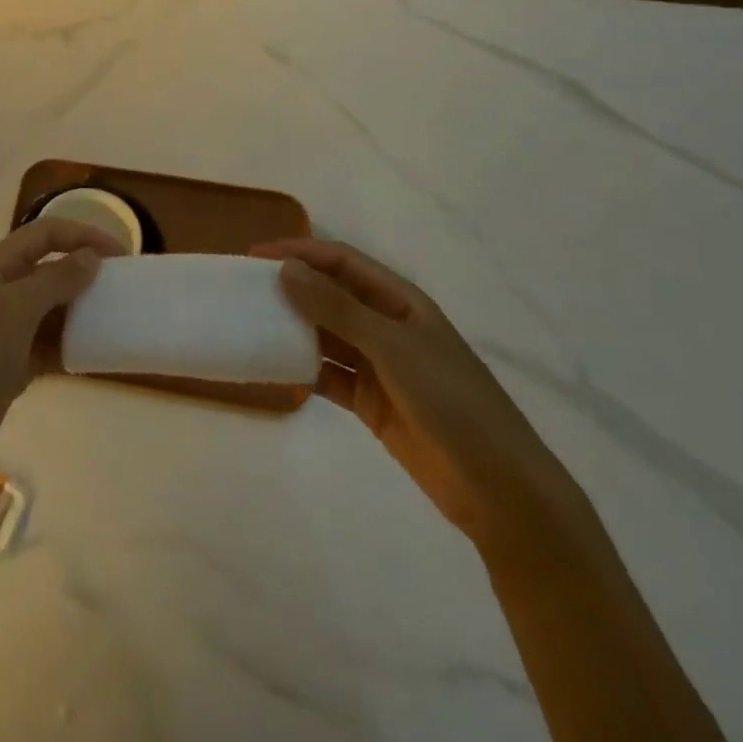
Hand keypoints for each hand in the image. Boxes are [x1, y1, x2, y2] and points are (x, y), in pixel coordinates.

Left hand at [0, 218, 122, 495]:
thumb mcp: (17, 310)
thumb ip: (56, 280)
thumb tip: (91, 257)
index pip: (46, 233)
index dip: (83, 235)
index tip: (122, 254)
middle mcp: (1, 288)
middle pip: (51, 266)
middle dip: (86, 270)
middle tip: (125, 286)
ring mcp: (6, 327)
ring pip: (53, 305)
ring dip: (82, 308)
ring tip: (117, 317)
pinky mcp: (12, 361)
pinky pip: (50, 341)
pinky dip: (72, 343)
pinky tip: (96, 351)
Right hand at [259, 237, 589, 554]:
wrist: (498, 488)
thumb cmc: (451, 401)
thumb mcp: (393, 347)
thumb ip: (337, 309)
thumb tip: (285, 270)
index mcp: (399, 300)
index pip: (341, 262)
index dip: (300, 253)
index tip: (254, 257)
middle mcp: (386, 325)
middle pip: (330, 295)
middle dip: (290, 287)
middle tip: (243, 290)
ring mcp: (378, 365)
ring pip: (325, 334)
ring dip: (293, 327)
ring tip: (250, 323)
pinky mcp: (370, 401)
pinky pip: (327, 374)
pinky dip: (302, 369)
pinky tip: (274, 367)